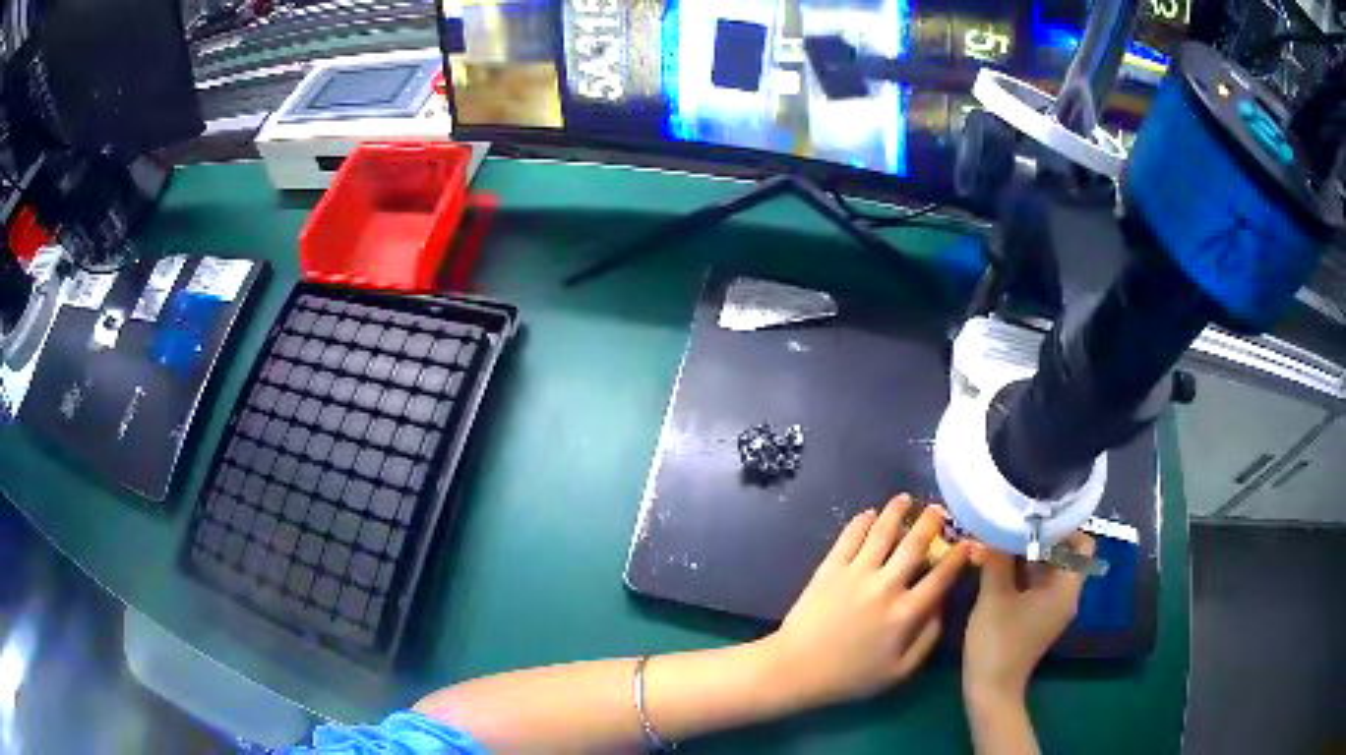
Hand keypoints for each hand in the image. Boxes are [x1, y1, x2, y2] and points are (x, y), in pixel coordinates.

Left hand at [759, 494, 970, 708]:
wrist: (796, 669)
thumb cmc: (850, 676)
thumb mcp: (900, 671)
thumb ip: (928, 638)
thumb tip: (943, 607)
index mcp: (906, 612)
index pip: (941, 576)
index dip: (958, 556)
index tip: (968, 542)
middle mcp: (886, 585)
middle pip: (915, 544)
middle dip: (931, 522)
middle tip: (939, 510)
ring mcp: (856, 573)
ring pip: (882, 531)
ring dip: (896, 511)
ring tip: (905, 498)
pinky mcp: (829, 568)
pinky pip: (849, 537)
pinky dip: (862, 521)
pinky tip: (869, 513)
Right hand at [963, 531, 1094, 705]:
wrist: (991, 690)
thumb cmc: (998, 642)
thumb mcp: (995, 596)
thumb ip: (998, 558)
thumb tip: (994, 526)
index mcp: (1066, 587)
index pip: (1082, 544)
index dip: (1064, 527)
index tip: (1035, 517)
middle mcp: (1065, 595)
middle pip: (1064, 554)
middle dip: (1039, 538)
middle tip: (1011, 525)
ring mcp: (1052, 608)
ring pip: (1048, 569)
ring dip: (1027, 555)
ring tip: (1000, 541)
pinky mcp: (1038, 618)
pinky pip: (1037, 585)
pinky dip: (1022, 573)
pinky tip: (997, 567)